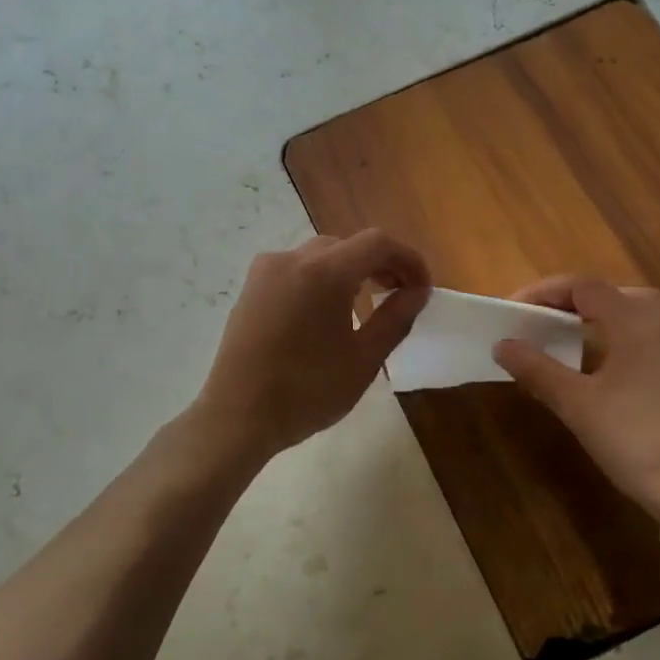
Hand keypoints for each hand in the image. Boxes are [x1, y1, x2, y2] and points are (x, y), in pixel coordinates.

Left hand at [194, 230, 430, 459]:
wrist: (237, 416)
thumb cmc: (307, 392)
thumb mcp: (364, 359)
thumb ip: (395, 318)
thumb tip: (417, 292)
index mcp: (324, 272)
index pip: (378, 243)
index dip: (408, 260)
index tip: (422, 288)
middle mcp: (293, 259)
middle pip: (348, 245)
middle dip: (380, 264)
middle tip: (399, 296)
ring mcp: (266, 271)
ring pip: (320, 255)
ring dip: (350, 270)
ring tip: (366, 303)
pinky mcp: (251, 288)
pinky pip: (295, 269)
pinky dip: (320, 278)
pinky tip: (326, 312)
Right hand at [493, 276, 659, 522]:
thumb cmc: (635, 439)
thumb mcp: (577, 405)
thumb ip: (537, 369)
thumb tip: (503, 344)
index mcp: (637, 322)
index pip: (584, 286)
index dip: (545, 291)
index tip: (516, 310)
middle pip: (616, 294)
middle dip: (577, 303)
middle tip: (545, 324)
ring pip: (644, 316)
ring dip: (607, 320)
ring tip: (578, 344)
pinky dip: (632, 341)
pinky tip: (619, 371)